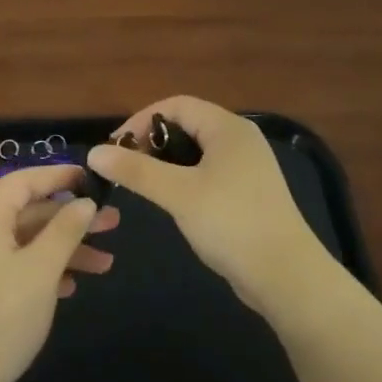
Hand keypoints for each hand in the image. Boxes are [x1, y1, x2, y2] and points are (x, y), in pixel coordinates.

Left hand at [0, 163, 118, 381]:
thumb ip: (65, 230)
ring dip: (65, 249)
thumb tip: (85, 202)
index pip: (24, 180)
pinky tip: (72, 286)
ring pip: (27, 241)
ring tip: (105, 263)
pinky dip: (45, 269)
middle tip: (113, 223)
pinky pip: (17, 264)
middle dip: (72, 218)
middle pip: (30, 211)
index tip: (92, 178)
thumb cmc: (0, 316)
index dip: (59, 176)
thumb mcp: (41, 269)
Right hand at [87, 96, 330, 317]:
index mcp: (227, 127)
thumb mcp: (178, 194)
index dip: (140, 121)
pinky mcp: (249, 192)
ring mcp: (248, 166)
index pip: (175, 105)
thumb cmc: (231, 223)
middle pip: (186, 125)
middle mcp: (240, 139)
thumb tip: (94, 152)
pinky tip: (173, 203)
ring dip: (167, 163)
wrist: (287, 276)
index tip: (115, 148)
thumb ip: (136, 171)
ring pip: (197, 151)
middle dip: (152, 142)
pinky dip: (185, 179)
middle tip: (125, 169)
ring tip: (144, 186)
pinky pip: (209, 172)